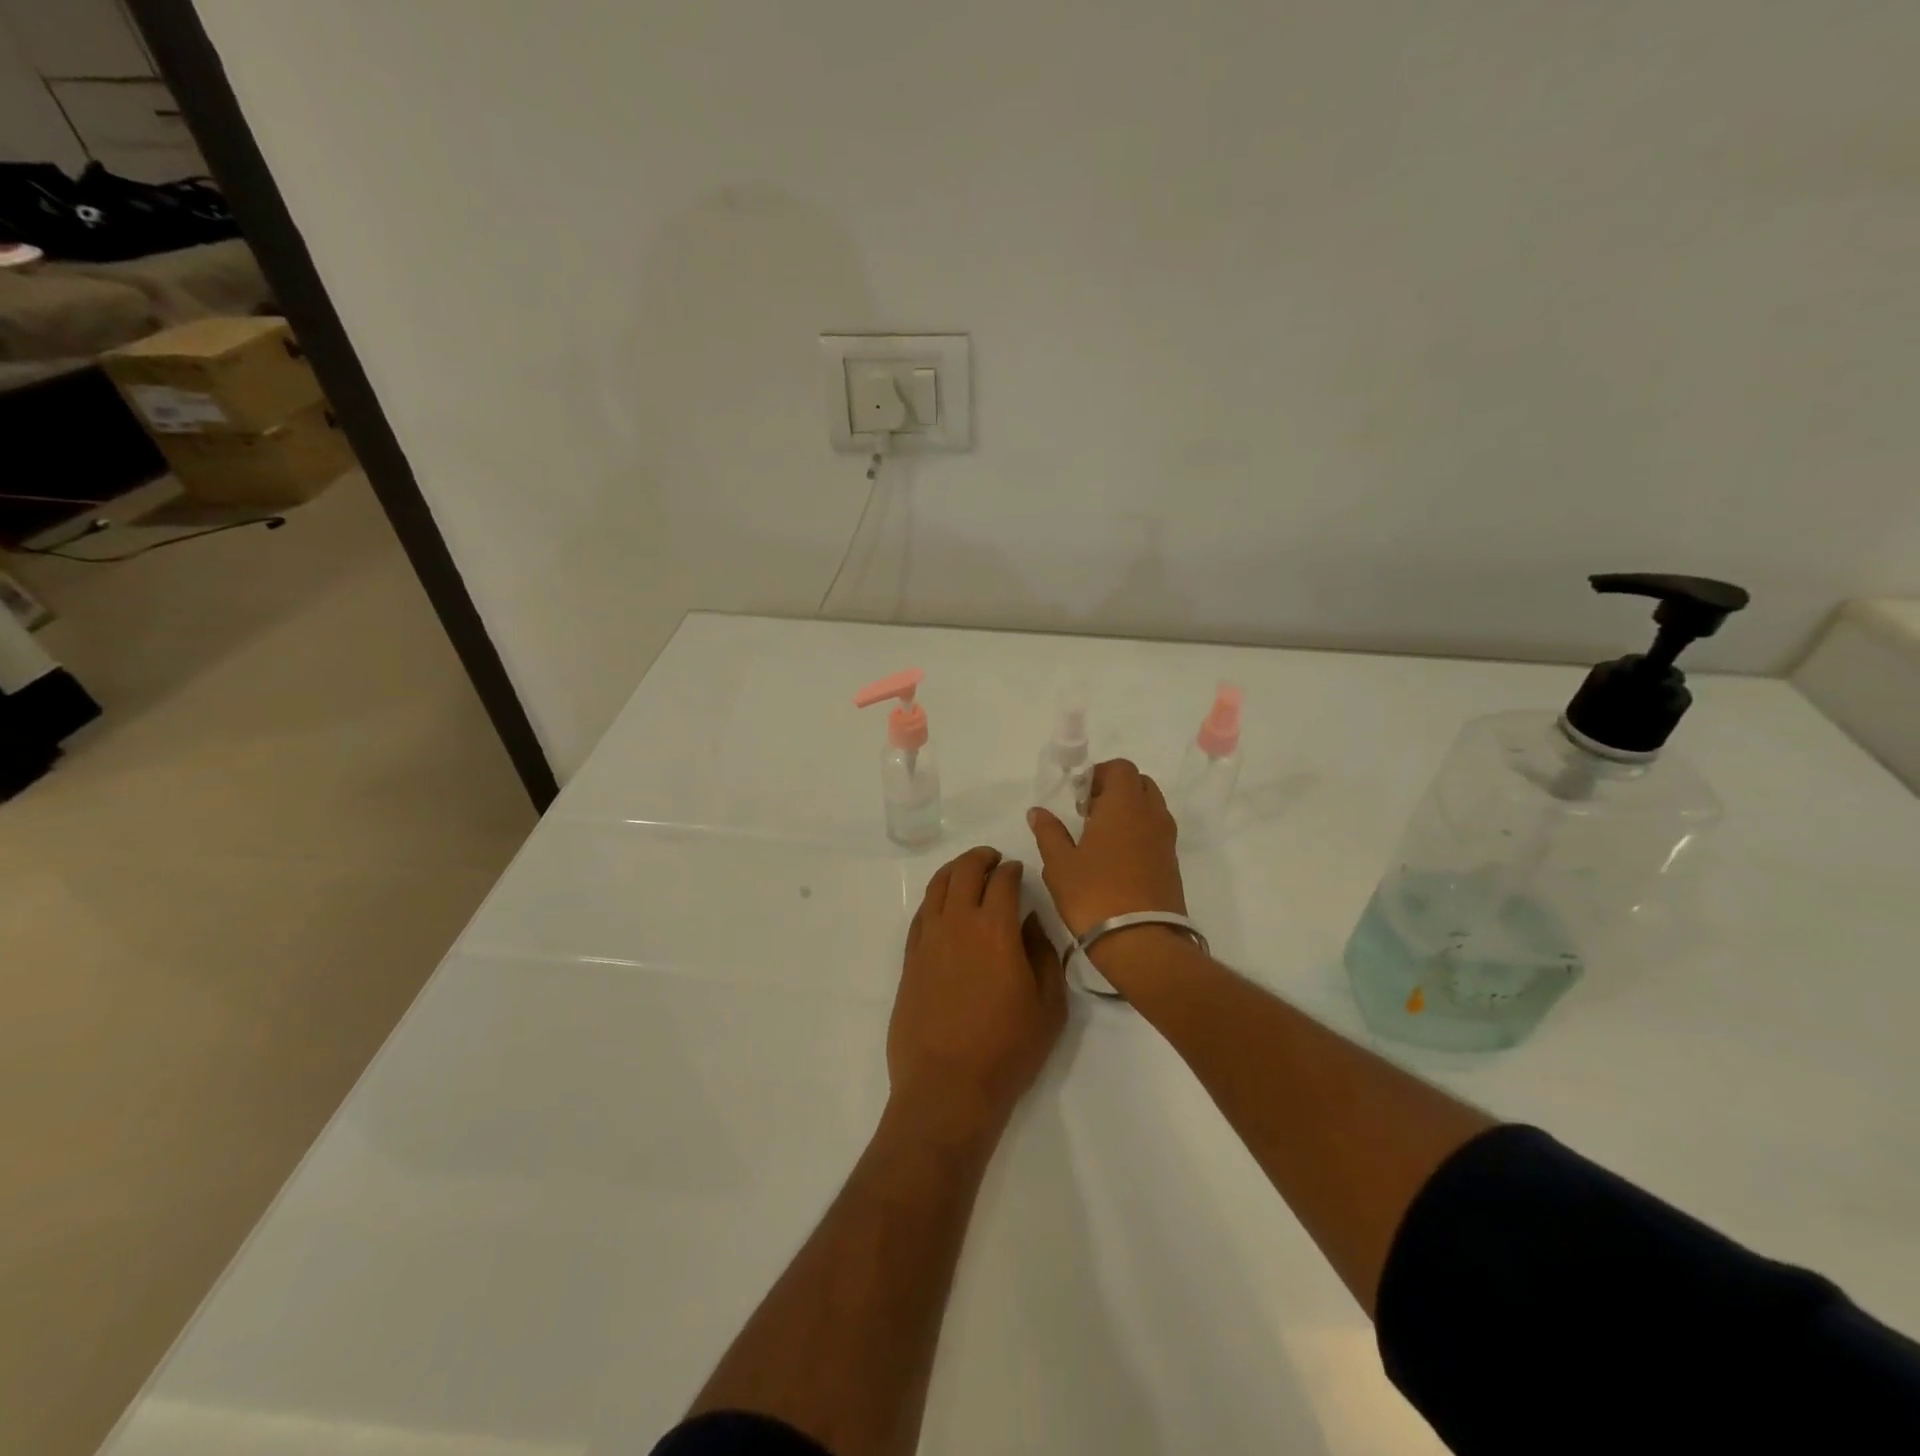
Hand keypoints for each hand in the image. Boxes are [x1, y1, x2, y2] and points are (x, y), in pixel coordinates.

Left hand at [889, 847, 1067, 1142]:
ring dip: (954, 871)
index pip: (1003, 881)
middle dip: (981, 859)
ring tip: (967, 872)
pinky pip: (921, 914)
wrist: (947, 1087)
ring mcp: (928, 940)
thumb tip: (1030, 922)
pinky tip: (944, 906)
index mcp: (996, 929)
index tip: (1019, 871)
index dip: (1013, 870)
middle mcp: (957, 924)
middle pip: (965, 872)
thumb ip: (1043, 955)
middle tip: (994, 860)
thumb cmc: (1007, 1050)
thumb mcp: (1048, 1005)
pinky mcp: (909, 960)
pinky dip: (935, 899)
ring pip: (937, 887)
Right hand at [1028, 759, 1186, 939]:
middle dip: (1115, 789)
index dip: (1099, 774)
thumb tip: (1038, 812)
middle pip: (1139, 783)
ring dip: (1128, 811)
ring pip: (1151, 807)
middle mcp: (1151, 815)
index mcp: (1124, 805)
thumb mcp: (1060, 864)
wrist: (1141, 941)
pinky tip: (1115, 858)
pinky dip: (1138, 832)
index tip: (1078, 795)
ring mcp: (1166, 840)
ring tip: (1100, 836)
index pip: (1121, 768)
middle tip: (1088, 812)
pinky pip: (1156, 832)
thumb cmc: (1094, 894)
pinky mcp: (1171, 863)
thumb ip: (1049, 832)